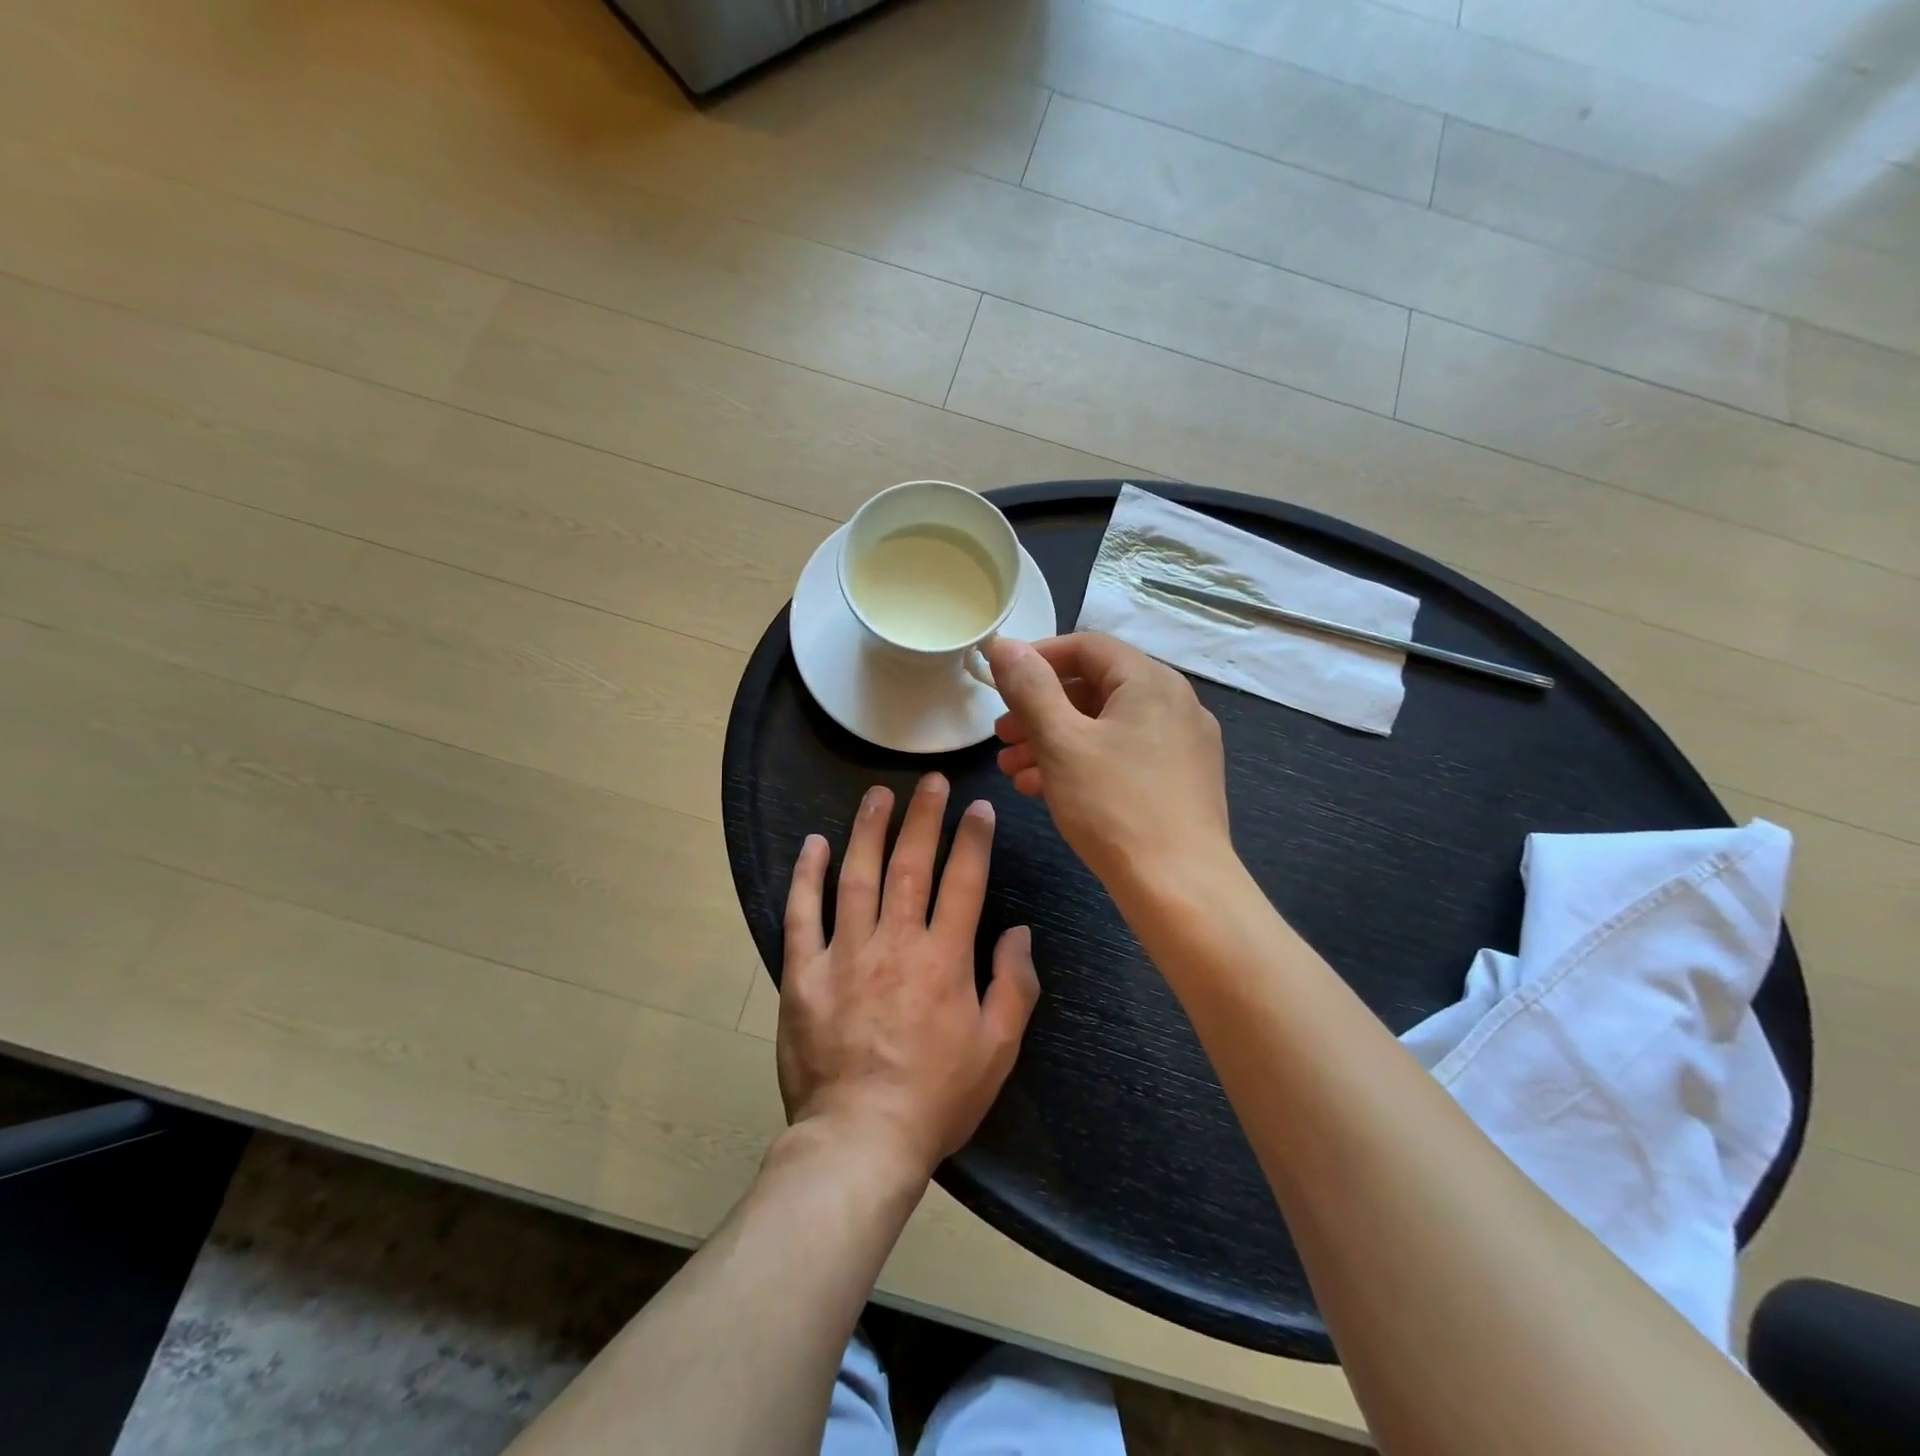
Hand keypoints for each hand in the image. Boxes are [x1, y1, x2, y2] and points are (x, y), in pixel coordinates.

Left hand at [778, 774, 1039, 1178]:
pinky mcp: (804, 973)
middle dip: (923, 817)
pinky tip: (813, 844)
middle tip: (930, 781)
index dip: (973, 840)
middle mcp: (895, 943)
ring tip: (877, 794)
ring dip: (868, 830)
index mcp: (945, 959)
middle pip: (910, 865)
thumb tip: (1020, 931)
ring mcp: (845, 954)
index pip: (964, 882)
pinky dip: (807, 876)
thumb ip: (1014, 985)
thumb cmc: (937, 1097)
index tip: (978, 808)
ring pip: (857, 876)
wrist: (861, 1140)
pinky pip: (802, 914)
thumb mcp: (997, 1050)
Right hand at [988, 633, 1230, 890]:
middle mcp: (1174, 703)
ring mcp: (1182, 744)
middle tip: (1001, 735)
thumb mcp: (1061, 741)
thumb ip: (1030, 688)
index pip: (1087, 647)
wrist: (1180, 888)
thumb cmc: (1114, 806)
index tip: (1001, 683)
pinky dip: (1083, 764)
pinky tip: (1043, 790)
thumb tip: (1005, 645)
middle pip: (1095, 689)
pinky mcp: (1181, 781)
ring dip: (1054, 741)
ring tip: (1012, 769)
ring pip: (1106, 728)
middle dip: (1040, 710)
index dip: (1038, 658)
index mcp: (1150, 681)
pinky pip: (1123, 756)